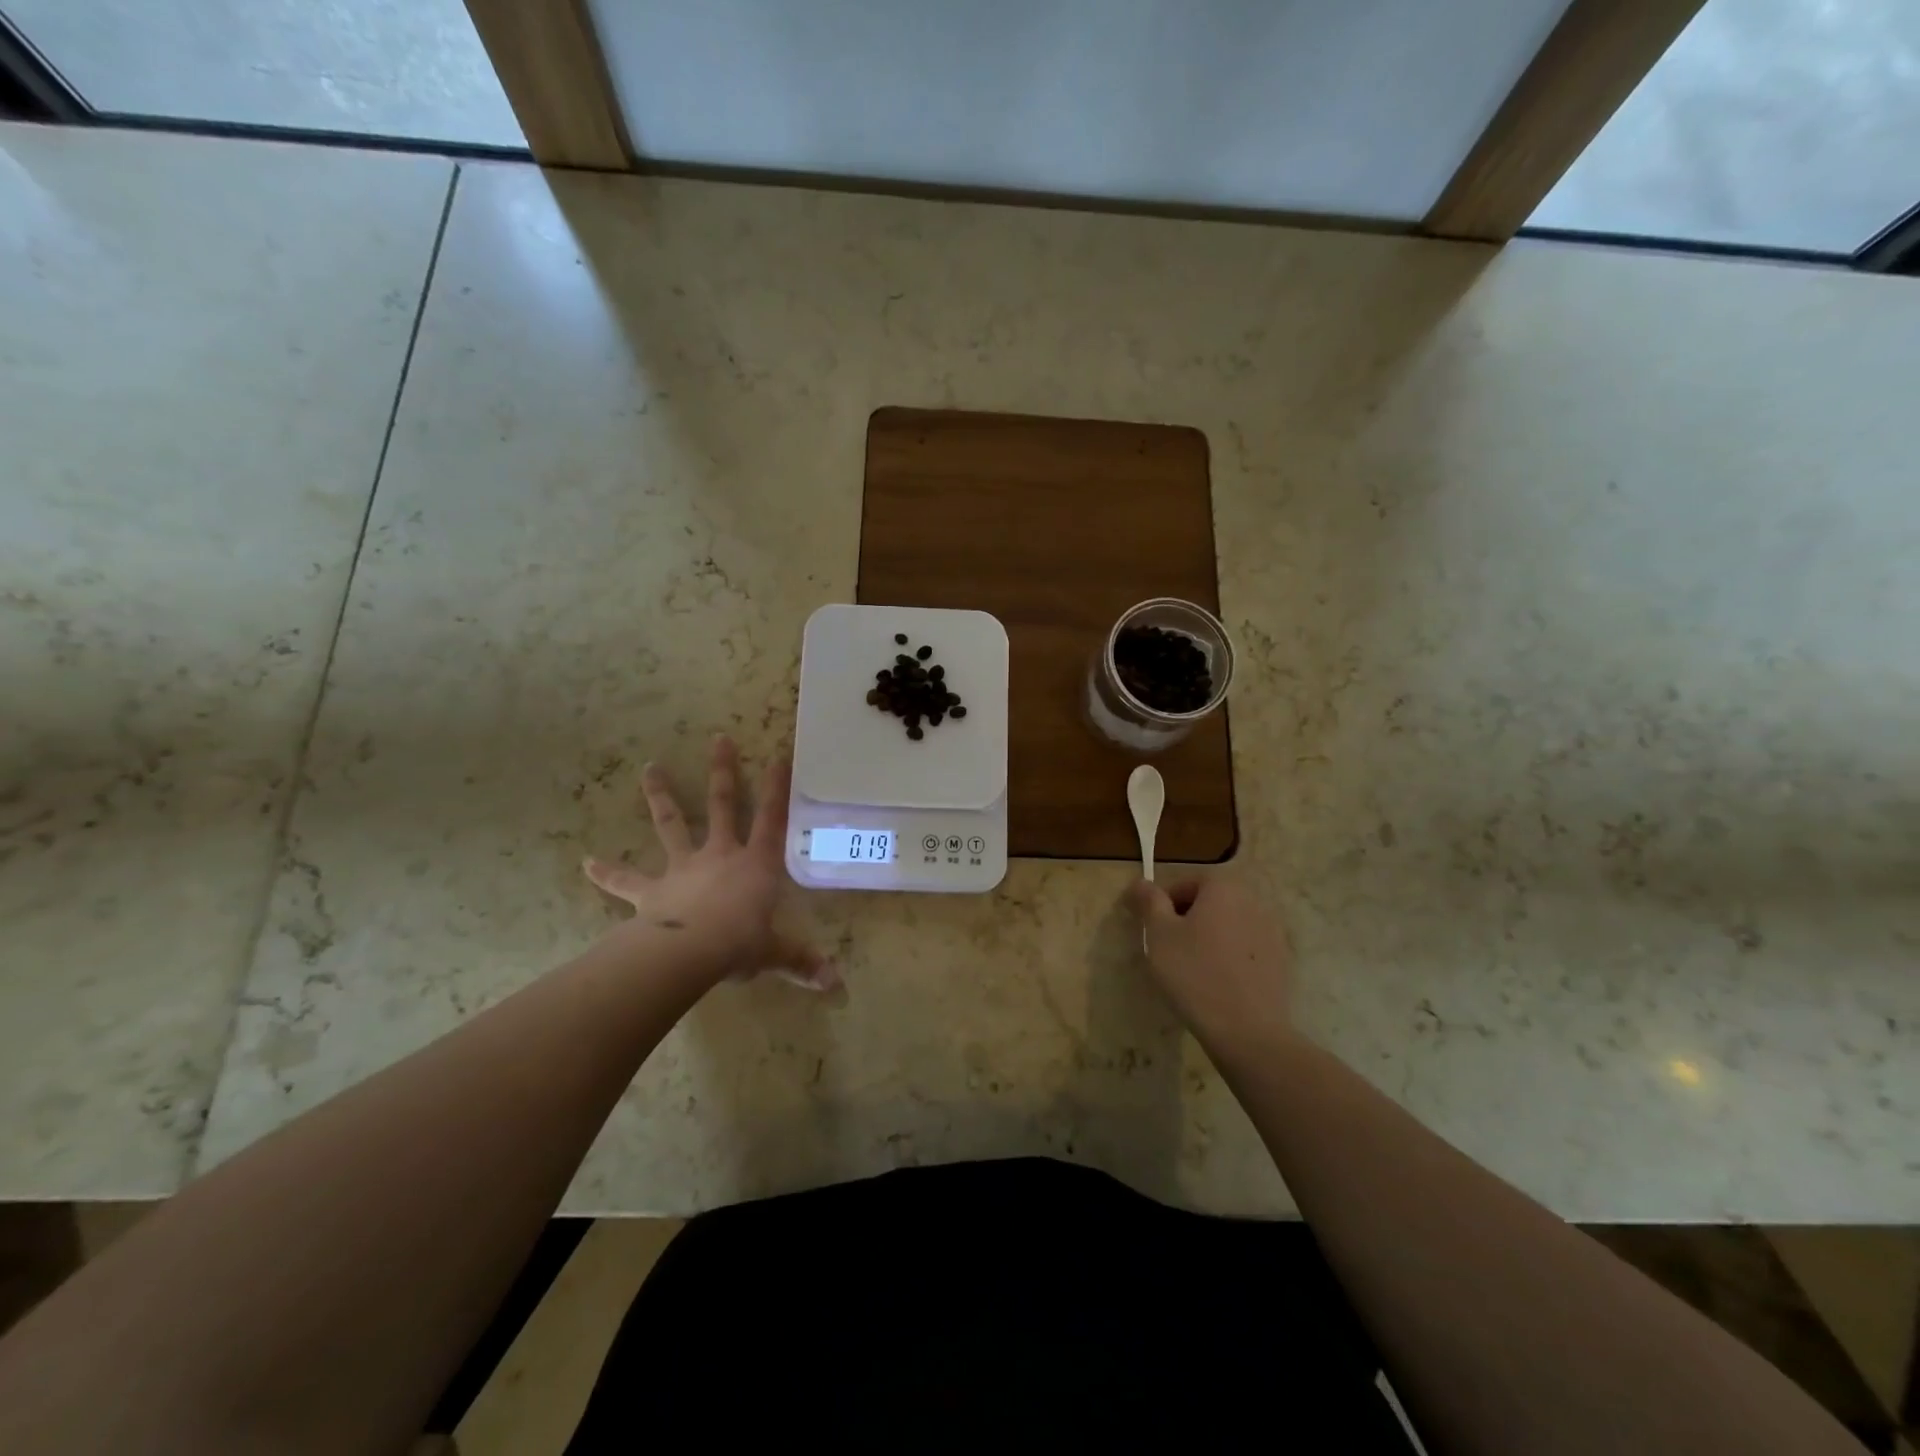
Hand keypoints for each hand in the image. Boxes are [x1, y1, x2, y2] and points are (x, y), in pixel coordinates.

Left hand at [584, 735, 835, 990]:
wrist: (690, 952)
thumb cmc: (740, 943)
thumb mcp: (776, 952)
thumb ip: (802, 962)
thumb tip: (836, 983)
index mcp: (756, 864)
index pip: (772, 818)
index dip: (778, 788)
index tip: (779, 755)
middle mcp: (720, 855)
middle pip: (724, 805)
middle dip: (723, 772)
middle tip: (718, 739)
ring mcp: (684, 867)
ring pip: (672, 824)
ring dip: (661, 796)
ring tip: (649, 768)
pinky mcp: (652, 890)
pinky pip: (627, 880)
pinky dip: (607, 873)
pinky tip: (586, 863)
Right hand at [1127, 874, 1293, 1058]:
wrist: (1247, 1031)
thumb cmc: (1194, 973)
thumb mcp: (1159, 934)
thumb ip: (1149, 902)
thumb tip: (1141, 882)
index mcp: (1223, 887)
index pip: (1186, 883)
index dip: (1164, 904)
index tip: (1153, 931)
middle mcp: (1253, 901)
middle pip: (1210, 902)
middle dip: (1188, 920)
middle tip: (1169, 949)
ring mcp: (1273, 931)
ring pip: (1229, 926)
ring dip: (1210, 938)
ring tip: (1193, 969)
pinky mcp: (1281, 961)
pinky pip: (1246, 949)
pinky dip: (1230, 957)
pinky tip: (1218, 983)